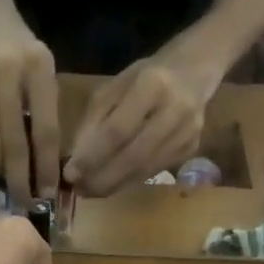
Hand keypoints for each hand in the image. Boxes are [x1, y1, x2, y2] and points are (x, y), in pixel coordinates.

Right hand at [0, 0, 59, 198]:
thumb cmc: (15, 40)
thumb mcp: (41, 64)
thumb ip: (45, 107)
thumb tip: (45, 162)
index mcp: (37, 67)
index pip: (45, 131)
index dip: (45, 168)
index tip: (46, 193)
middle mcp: (6, 72)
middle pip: (13, 143)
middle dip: (19, 179)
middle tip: (24, 200)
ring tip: (1, 174)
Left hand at [63, 52, 216, 196]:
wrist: (194, 73)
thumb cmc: (145, 77)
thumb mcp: (113, 88)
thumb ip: (94, 121)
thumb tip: (76, 160)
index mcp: (152, 85)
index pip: (117, 130)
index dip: (92, 156)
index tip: (70, 174)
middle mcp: (175, 110)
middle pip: (133, 156)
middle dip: (102, 178)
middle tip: (79, 190)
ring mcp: (187, 133)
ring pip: (145, 169)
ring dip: (114, 184)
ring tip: (90, 191)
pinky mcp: (191, 149)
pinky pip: (154, 170)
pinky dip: (129, 181)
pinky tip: (112, 184)